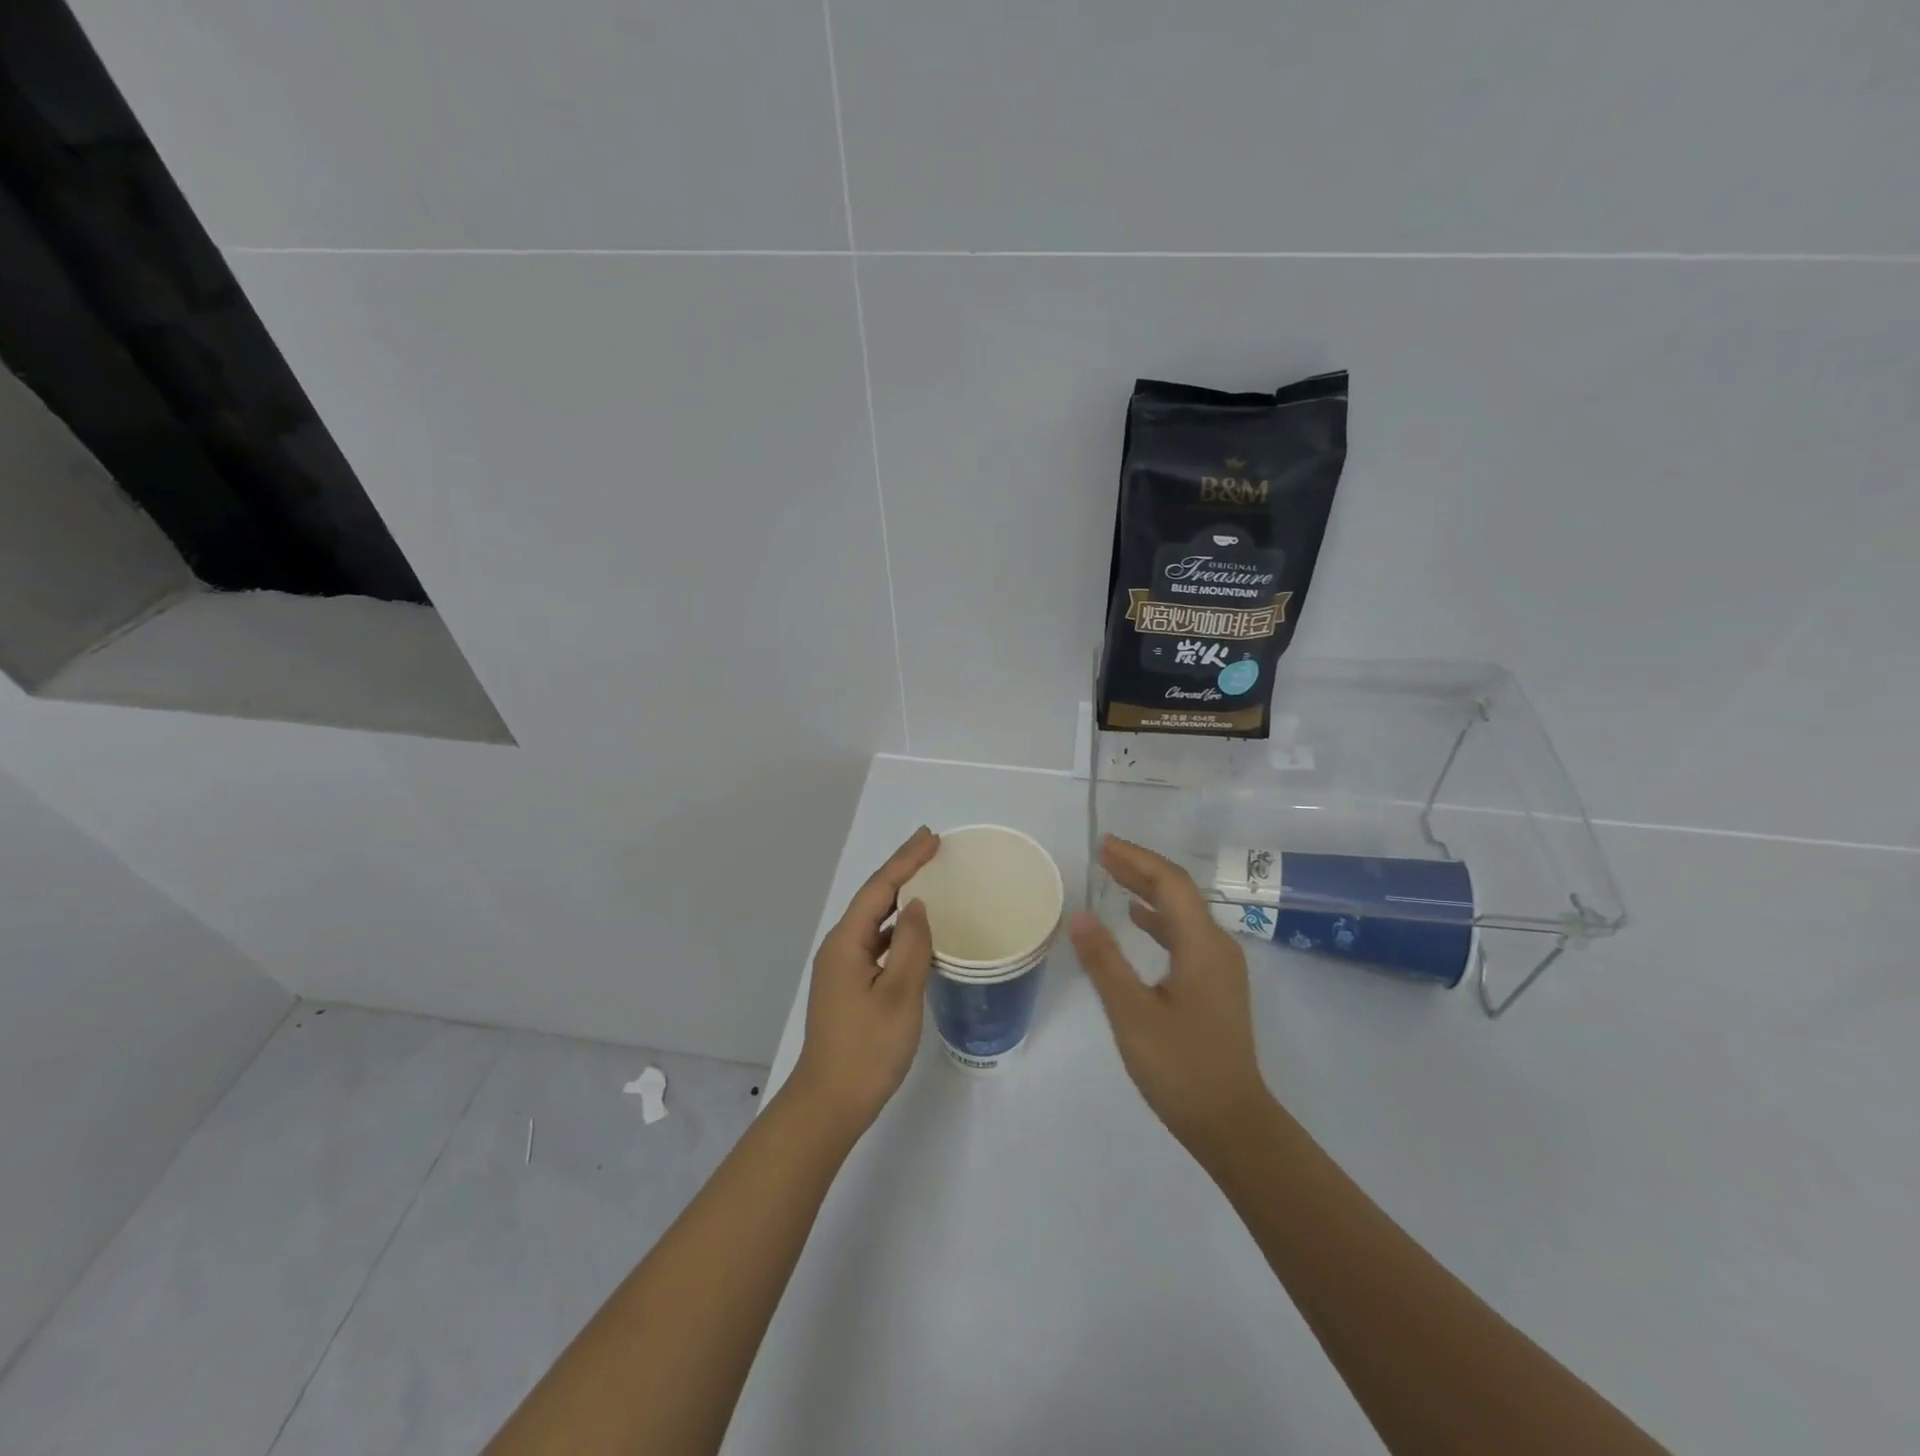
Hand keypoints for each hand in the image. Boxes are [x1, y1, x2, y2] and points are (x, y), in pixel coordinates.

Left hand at [790, 826, 940, 1134]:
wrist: (830, 1104)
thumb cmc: (867, 1049)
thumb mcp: (899, 994)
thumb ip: (912, 945)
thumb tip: (916, 906)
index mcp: (847, 942)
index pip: (879, 888)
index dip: (906, 860)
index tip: (931, 837)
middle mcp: (840, 948)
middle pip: (874, 898)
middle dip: (902, 870)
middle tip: (932, 848)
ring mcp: (842, 969)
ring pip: (875, 922)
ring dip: (900, 899)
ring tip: (929, 880)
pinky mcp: (849, 987)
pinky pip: (877, 944)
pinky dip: (898, 930)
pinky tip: (916, 934)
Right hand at [1070, 835, 1272, 1160]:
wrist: (1232, 1124)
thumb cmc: (1181, 1069)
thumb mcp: (1133, 1015)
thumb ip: (1105, 962)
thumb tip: (1080, 915)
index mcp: (1203, 946)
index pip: (1170, 884)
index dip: (1136, 860)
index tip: (1102, 845)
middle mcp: (1217, 947)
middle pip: (1179, 893)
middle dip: (1140, 869)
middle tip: (1101, 854)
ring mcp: (1219, 967)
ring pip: (1181, 913)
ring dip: (1147, 892)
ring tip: (1111, 877)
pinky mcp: (1214, 985)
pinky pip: (1183, 935)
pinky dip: (1157, 919)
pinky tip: (1136, 920)